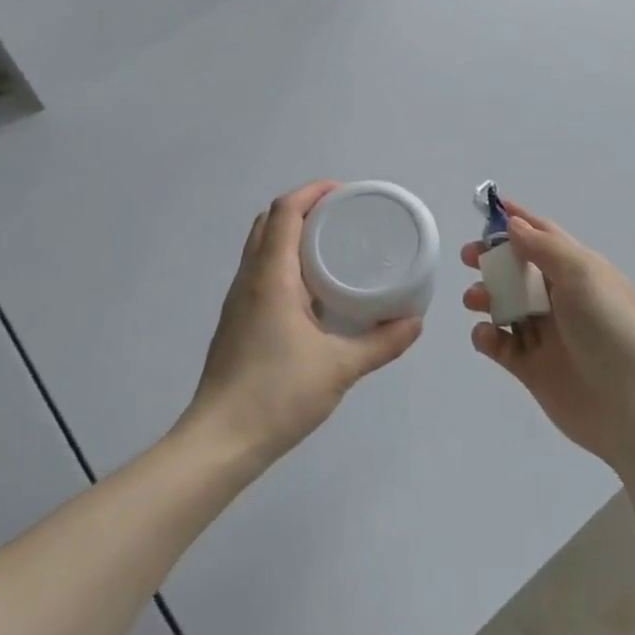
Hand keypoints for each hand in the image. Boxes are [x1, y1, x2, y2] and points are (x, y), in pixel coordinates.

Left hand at [187, 182, 422, 463]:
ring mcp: (238, 302)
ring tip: (334, 246)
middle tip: (344, 217)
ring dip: (292, 234)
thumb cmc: (277, 395)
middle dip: (305, 208)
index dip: (313, 192)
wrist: (219, 442)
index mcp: (271, 277)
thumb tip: (415, 322)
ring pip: (261, 248)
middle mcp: (249, 280)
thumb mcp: (341, 368)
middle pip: (269, 222)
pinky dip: (286, 262)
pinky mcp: (237, 322)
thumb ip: (382, 343)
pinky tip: (314, 290)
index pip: (285, 212)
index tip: (347, 193)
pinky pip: (261, 272)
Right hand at [462, 202, 634, 466]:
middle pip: (520, 270)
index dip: (518, 221)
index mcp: (581, 270)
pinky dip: (488, 336)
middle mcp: (563, 299)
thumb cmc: (608, 328)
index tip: (487, 208)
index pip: (545, 236)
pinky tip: (486, 336)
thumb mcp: (581, 274)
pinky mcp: (531, 368)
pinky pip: (501, 345)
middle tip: (469, 258)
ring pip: (506, 306)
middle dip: (493, 260)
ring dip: (486, 296)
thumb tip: (513, 224)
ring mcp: (546, 334)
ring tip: (473, 299)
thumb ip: (543, 247)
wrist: (629, 404)